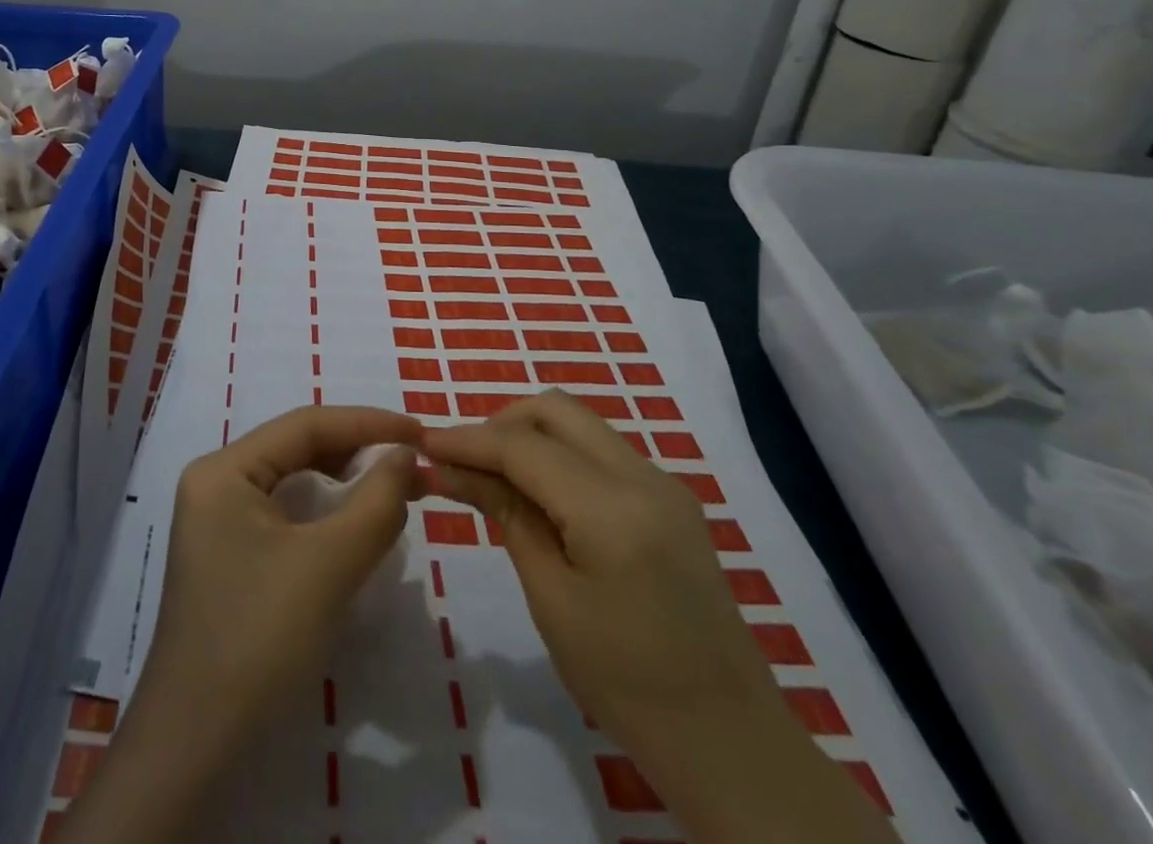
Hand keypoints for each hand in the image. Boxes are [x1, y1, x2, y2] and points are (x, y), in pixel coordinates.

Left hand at [57, 405, 420, 843]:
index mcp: (224, 468)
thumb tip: (404, 456)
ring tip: (391, 486)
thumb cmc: (260, 637)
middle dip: (356, 451)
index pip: (304, 424)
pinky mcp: (228, 554)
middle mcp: (215, 481)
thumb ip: (375, 501)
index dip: (367, 423)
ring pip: (291, 480)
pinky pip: (283, 513)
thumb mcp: (329, 564)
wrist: (196, 743)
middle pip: (296, 448)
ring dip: (342, 481)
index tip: (419, 432)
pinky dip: (323, 512)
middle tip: (411, 461)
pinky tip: (353, 523)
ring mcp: (217, 519)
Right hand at [423, 389, 772, 744]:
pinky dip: (559, 453)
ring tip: (492, 475)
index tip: (422, 441)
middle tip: (461, 460)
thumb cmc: (626, 684)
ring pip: (579, 423)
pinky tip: (537, 492)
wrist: (730, 743)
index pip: (523, 446)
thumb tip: (451, 467)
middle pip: (554, 410)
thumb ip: (505, 514)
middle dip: (499, 424)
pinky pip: (601, 449)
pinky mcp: (671, 499)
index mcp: (613, 509)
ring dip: (529, 435)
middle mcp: (644, 476)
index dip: (467, 439)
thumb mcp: (551, 598)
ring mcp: (664, 483)